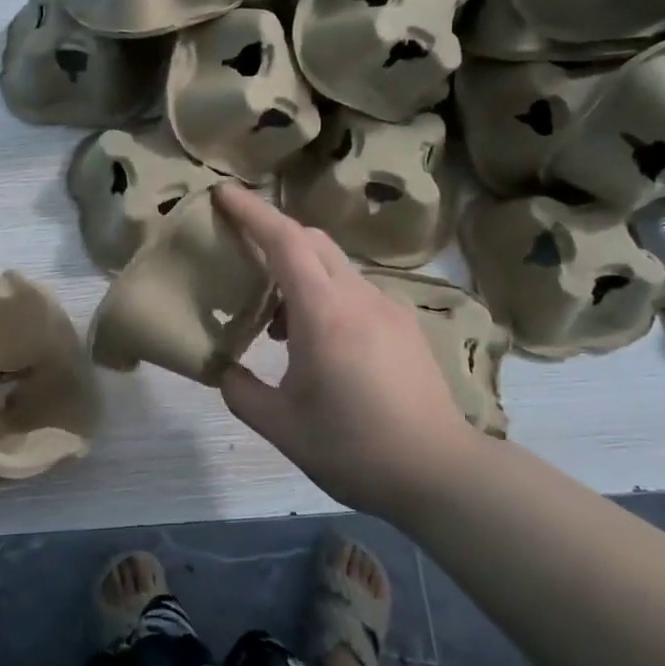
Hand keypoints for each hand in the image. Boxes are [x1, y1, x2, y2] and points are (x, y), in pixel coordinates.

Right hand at [216, 184, 484, 521]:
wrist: (440, 472)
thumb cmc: (354, 447)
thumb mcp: (281, 426)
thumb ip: (241, 391)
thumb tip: (224, 369)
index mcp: (324, 313)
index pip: (285, 241)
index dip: (252, 212)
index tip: (224, 193)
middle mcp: (358, 297)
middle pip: (312, 241)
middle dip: (273, 235)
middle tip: (241, 256)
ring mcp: (387, 308)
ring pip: (334, 266)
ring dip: (299, 274)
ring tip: (276, 324)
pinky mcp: (404, 324)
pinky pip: (355, 291)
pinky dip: (325, 296)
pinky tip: (317, 342)